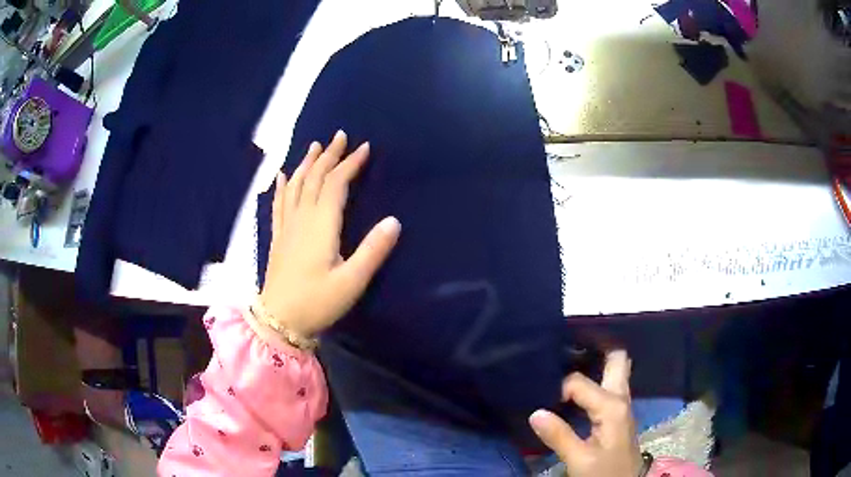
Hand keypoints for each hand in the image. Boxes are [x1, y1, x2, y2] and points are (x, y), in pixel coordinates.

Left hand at [259, 130, 400, 337]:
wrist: (278, 321)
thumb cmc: (317, 303)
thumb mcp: (351, 282)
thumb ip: (373, 251)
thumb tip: (394, 221)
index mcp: (321, 226)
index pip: (335, 185)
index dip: (350, 164)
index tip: (364, 148)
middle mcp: (301, 219)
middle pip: (315, 179)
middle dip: (329, 156)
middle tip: (340, 136)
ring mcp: (286, 227)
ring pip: (296, 186)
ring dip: (307, 164)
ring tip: (314, 146)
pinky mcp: (277, 237)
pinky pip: (279, 203)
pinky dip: (282, 186)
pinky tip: (282, 175)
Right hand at [529, 350, 642, 476]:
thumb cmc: (604, 472)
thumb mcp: (579, 459)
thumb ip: (558, 435)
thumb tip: (535, 412)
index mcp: (611, 406)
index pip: (578, 383)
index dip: (559, 388)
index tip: (544, 401)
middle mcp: (620, 397)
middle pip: (616, 359)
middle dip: (595, 348)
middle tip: (567, 348)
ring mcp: (621, 403)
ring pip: (614, 370)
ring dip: (595, 361)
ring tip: (568, 360)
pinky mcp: (617, 412)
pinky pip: (608, 384)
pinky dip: (595, 377)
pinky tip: (577, 387)